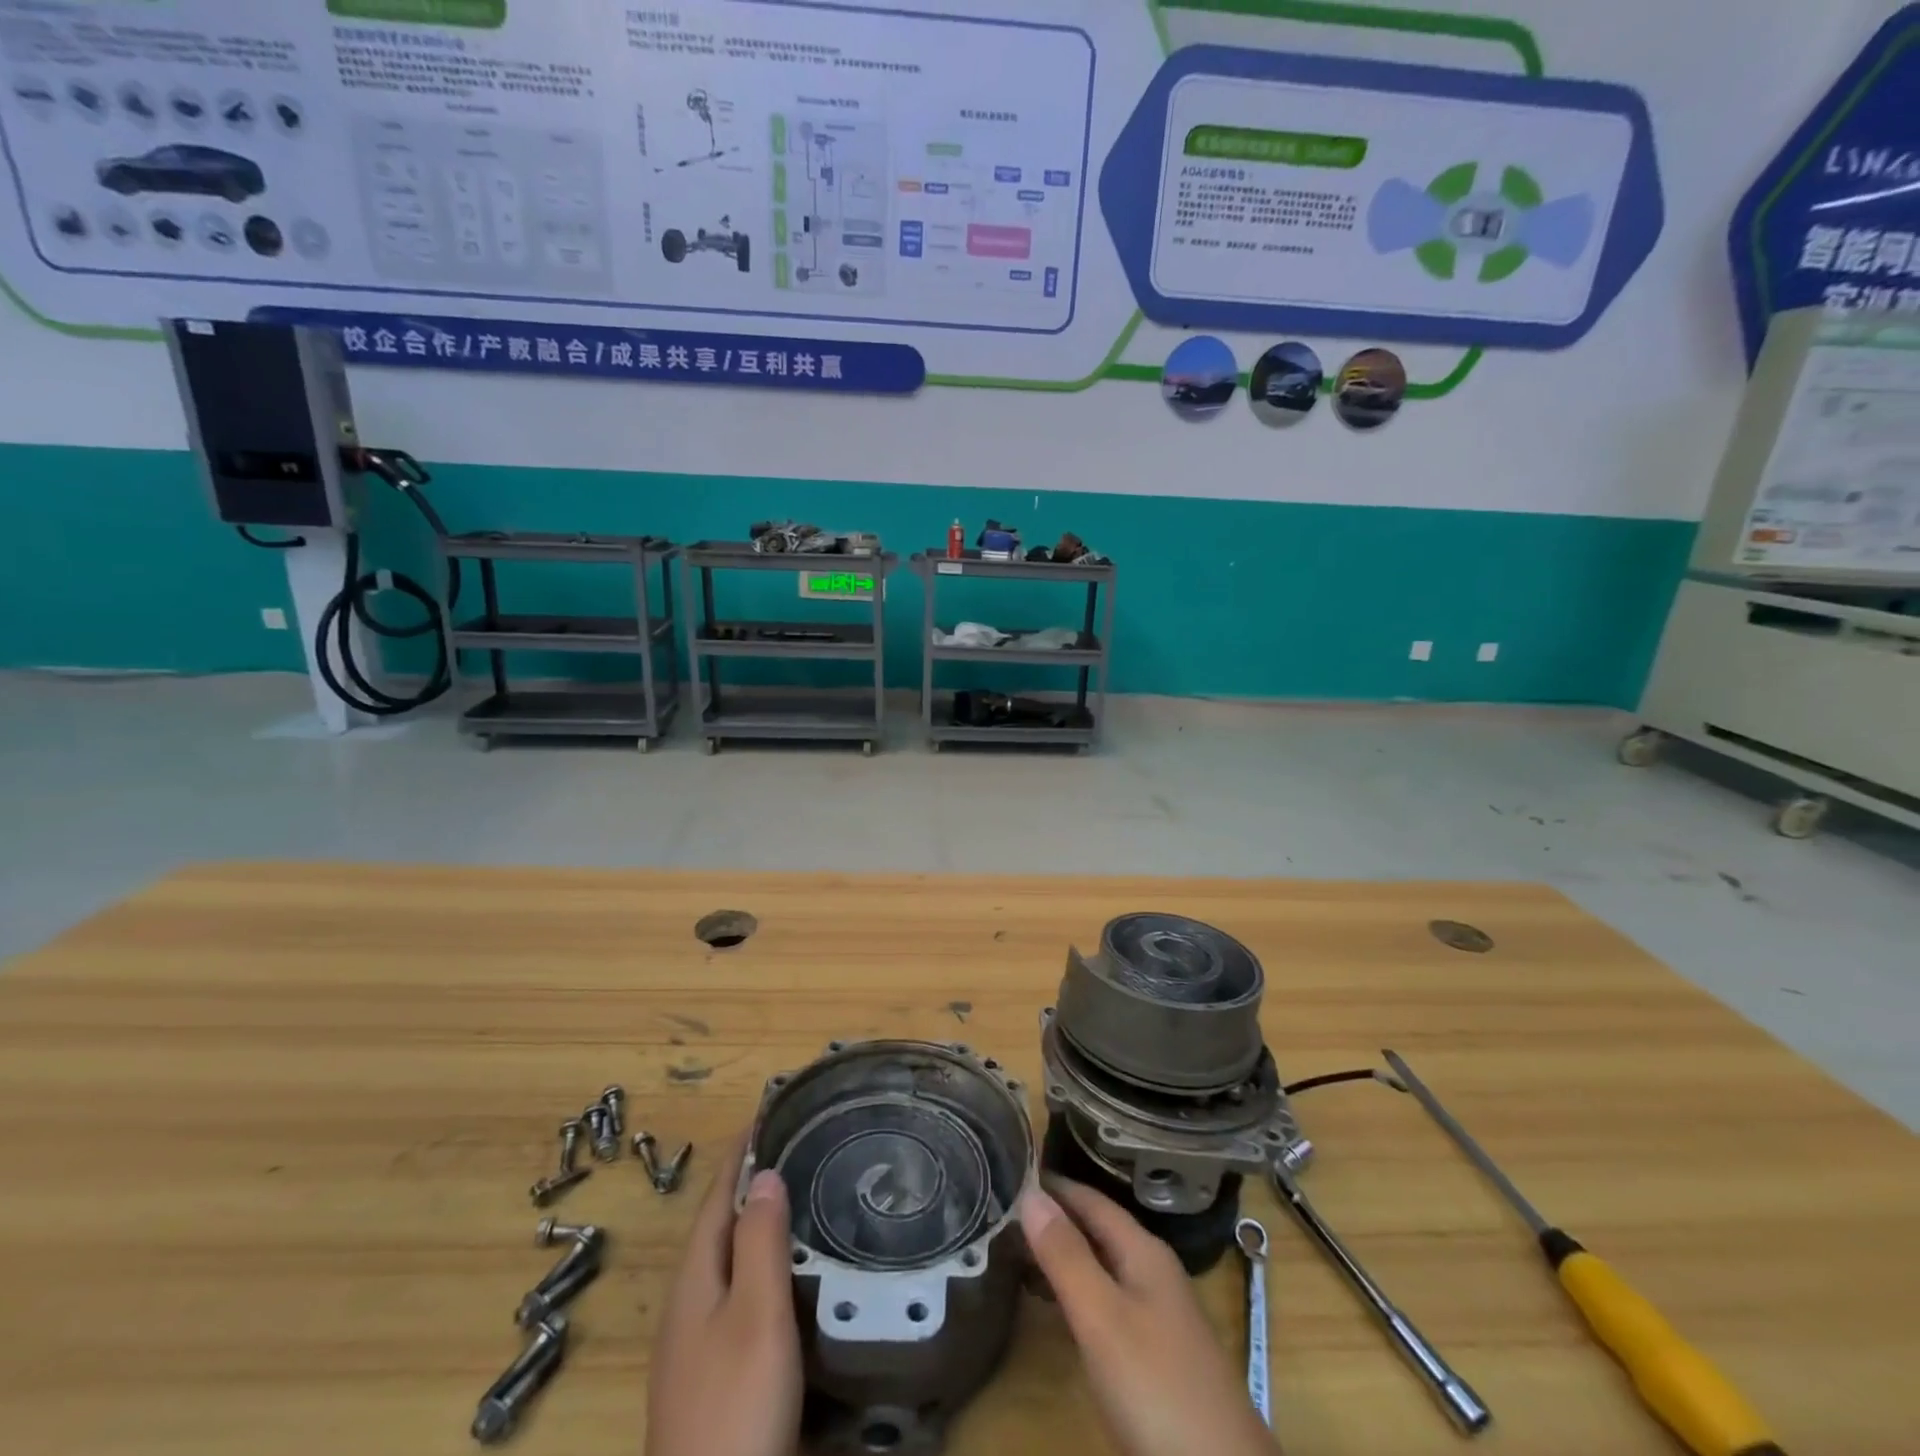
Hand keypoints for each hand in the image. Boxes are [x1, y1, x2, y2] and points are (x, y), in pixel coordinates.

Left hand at [646, 1137, 802, 1455]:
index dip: (740, 1152)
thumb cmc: (738, 1404)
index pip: (717, 1195)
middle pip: (718, 1225)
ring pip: (728, 1260)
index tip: (768, 1110)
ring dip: (755, 1222)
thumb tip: (764, 1173)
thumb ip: (759, 1241)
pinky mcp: (710, 1373)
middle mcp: (688, 1303)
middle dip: (749, 1182)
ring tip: (797, 1196)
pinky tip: (787, 1276)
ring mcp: (695, 1343)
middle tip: (795, 1146)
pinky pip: (736, 1292)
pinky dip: (760, 1263)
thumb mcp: (756, 1313)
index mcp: (694, 1278)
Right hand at [1020, 1177, 1275, 1455]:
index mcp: (1144, 1251)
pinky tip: (1055, 1305)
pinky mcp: (1156, 1355)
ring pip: (1102, 1265)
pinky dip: (1076, 1290)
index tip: (1010, 1170)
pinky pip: (1107, 1301)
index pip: (1092, 1199)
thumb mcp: (1102, 1317)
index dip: (1054, 1185)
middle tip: (1003, 1207)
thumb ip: (1066, 1255)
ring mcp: (1158, 1315)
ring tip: (1016, 1247)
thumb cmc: (1157, 1386)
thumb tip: (1029, 1190)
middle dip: (1055, 1217)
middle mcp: (1153, 1272)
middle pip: (1098, 1229)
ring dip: (1064, 1254)